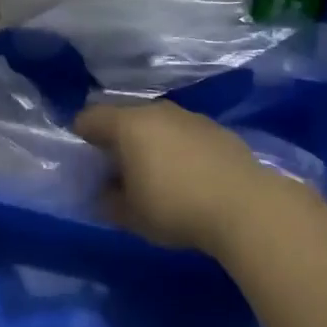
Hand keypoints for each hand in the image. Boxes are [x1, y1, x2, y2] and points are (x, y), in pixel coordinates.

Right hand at [73, 101, 276, 253]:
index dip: (81, 136)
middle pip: (125, 117)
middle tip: (117, 170)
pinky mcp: (217, 129)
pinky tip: (187, 176)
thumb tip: (104, 193)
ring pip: (157, 123)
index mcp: (128, 124)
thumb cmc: (176, 207)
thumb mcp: (131, 215)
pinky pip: (183, 133)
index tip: (84, 161)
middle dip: (116, 139)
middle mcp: (157, 111)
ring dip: (149, 142)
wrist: (246, 206)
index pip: (90, 117)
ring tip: (154, 174)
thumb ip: (108, 201)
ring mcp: (190, 117)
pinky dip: (177, 148)